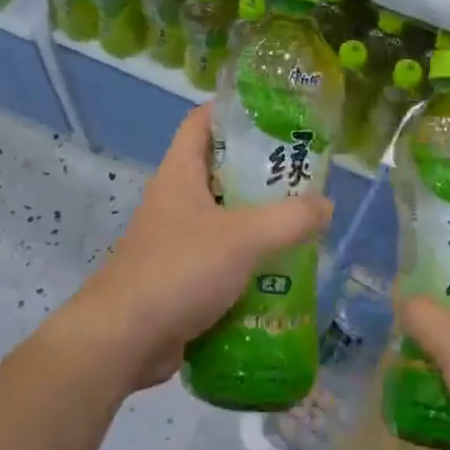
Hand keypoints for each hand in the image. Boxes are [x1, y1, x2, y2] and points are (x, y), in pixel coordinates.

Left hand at [58, 105, 333, 392]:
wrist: (123, 340)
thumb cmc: (179, 270)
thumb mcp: (243, 238)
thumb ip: (289, 219)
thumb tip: (325, 204)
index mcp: (180, 173)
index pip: (201, 121)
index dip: (233, 109)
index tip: (274, 113)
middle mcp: (175, 200)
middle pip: (220, 169)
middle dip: (260, 170)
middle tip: (302, 174)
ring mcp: (175, 239)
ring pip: (223, 217)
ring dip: (258, 220)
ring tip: (301, 222)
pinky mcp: (180, 276)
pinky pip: (220, 257)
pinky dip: (247, 260)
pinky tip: (279, 270)